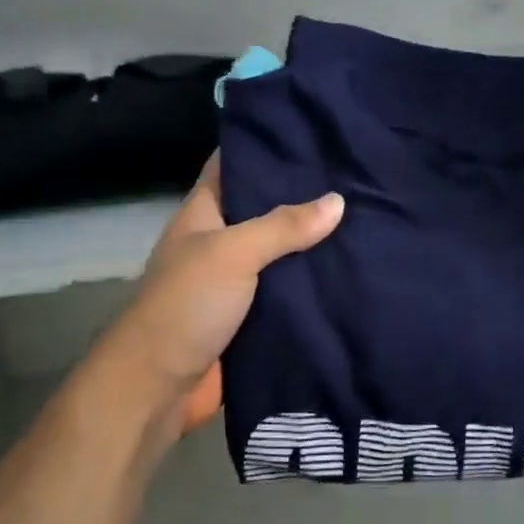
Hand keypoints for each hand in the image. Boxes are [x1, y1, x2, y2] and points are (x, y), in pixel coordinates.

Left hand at [104, 154, 343, 435]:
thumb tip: (338, 201)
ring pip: (281, 251)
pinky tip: (351, 269)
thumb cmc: (186, 305)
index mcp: (204, 212)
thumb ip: (284, 226)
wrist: (157, 389)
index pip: (235, 164)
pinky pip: (287, 290)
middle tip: (354, 175)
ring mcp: (236, 280)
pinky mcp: (252, 316)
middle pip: (265, 208)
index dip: (267, 146)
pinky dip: (312, 282)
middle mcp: (220, 240)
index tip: (313, 133)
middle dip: (304, 195)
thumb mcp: (233, 253)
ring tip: (366, 215)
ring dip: (313, 241)